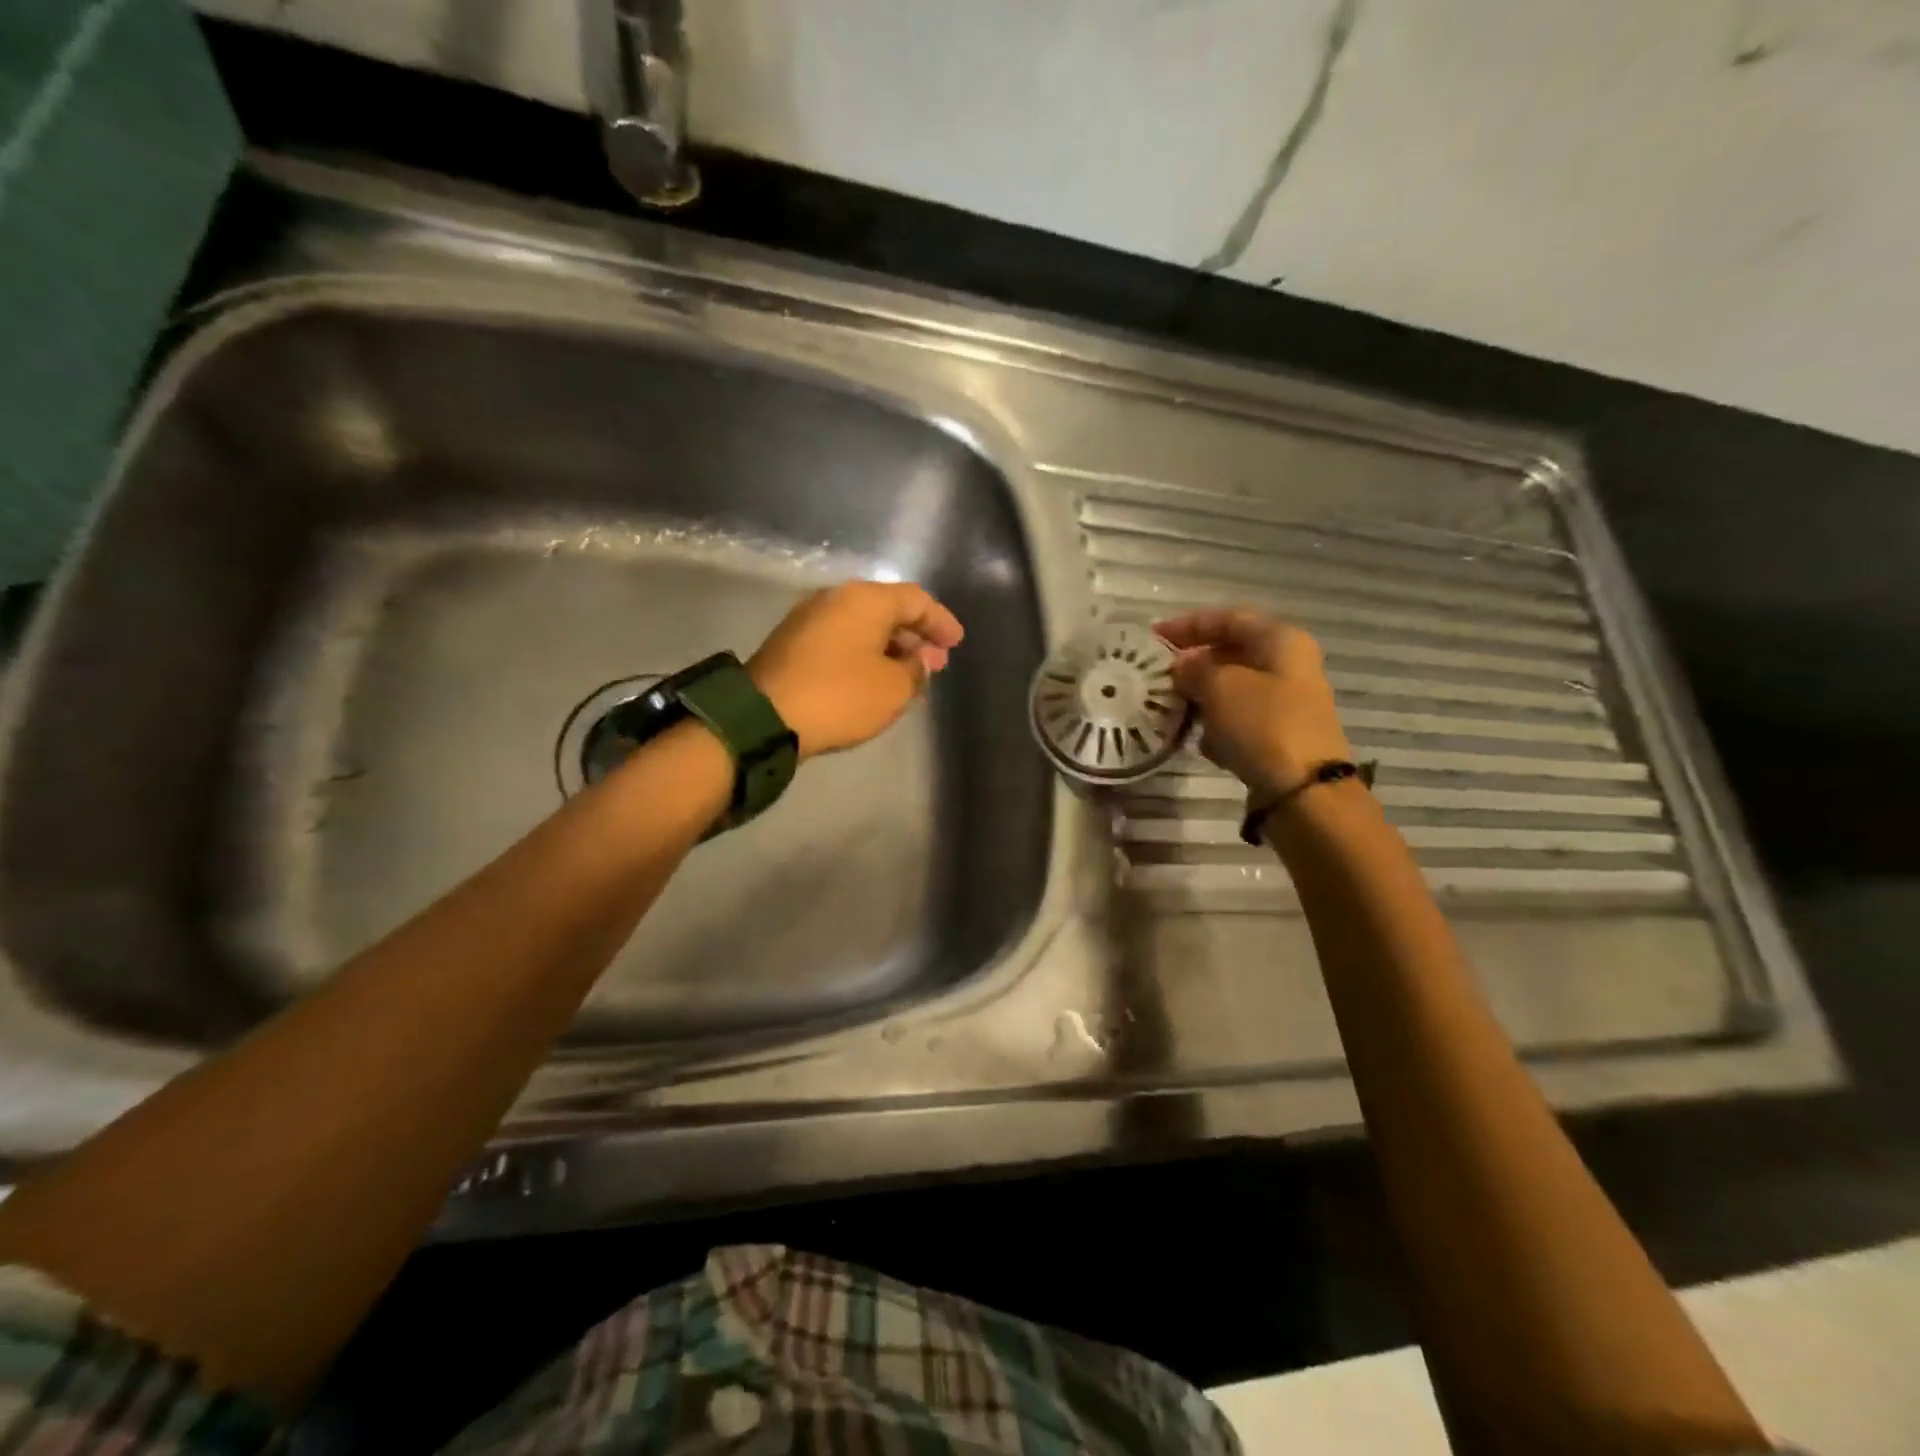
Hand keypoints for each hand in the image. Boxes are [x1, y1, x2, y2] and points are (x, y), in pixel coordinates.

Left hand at [749, 581, 963, 759]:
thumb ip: (916, 670)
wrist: (764, 717)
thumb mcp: (893, 688)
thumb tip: (919, 659)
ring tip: (908, 674)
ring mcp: (809, 618)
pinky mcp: (792, 642)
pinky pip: (841, 639)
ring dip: (889, 647)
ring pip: (862, 625)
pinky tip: (874, 678)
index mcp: (865, 599)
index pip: (916, 600)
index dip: (940, 621)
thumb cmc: (840, 696)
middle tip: (935, 662)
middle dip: (914, 635)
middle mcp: (836, 598)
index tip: (956, 643)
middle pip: (887, 609)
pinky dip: (864, 653)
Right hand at [1155, 609, 1352, 799]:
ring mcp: (1286, 702)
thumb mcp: (1219, 687)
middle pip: (1232, 653)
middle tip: (1159, 675)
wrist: (1304, 791)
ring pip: (1233, 689)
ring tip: (1171, 709)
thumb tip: (1182, 665)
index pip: (1229, 618)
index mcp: (1280, 641)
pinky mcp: (1280, 736)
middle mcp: (1288, 666)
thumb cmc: (1262, 725)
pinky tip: (1201, 742)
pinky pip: (1240, 720)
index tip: (1154, 637)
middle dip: (1193, 663)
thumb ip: (1194, 668)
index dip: (1189, 624)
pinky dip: (1218, 726)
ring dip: (1202, 697)